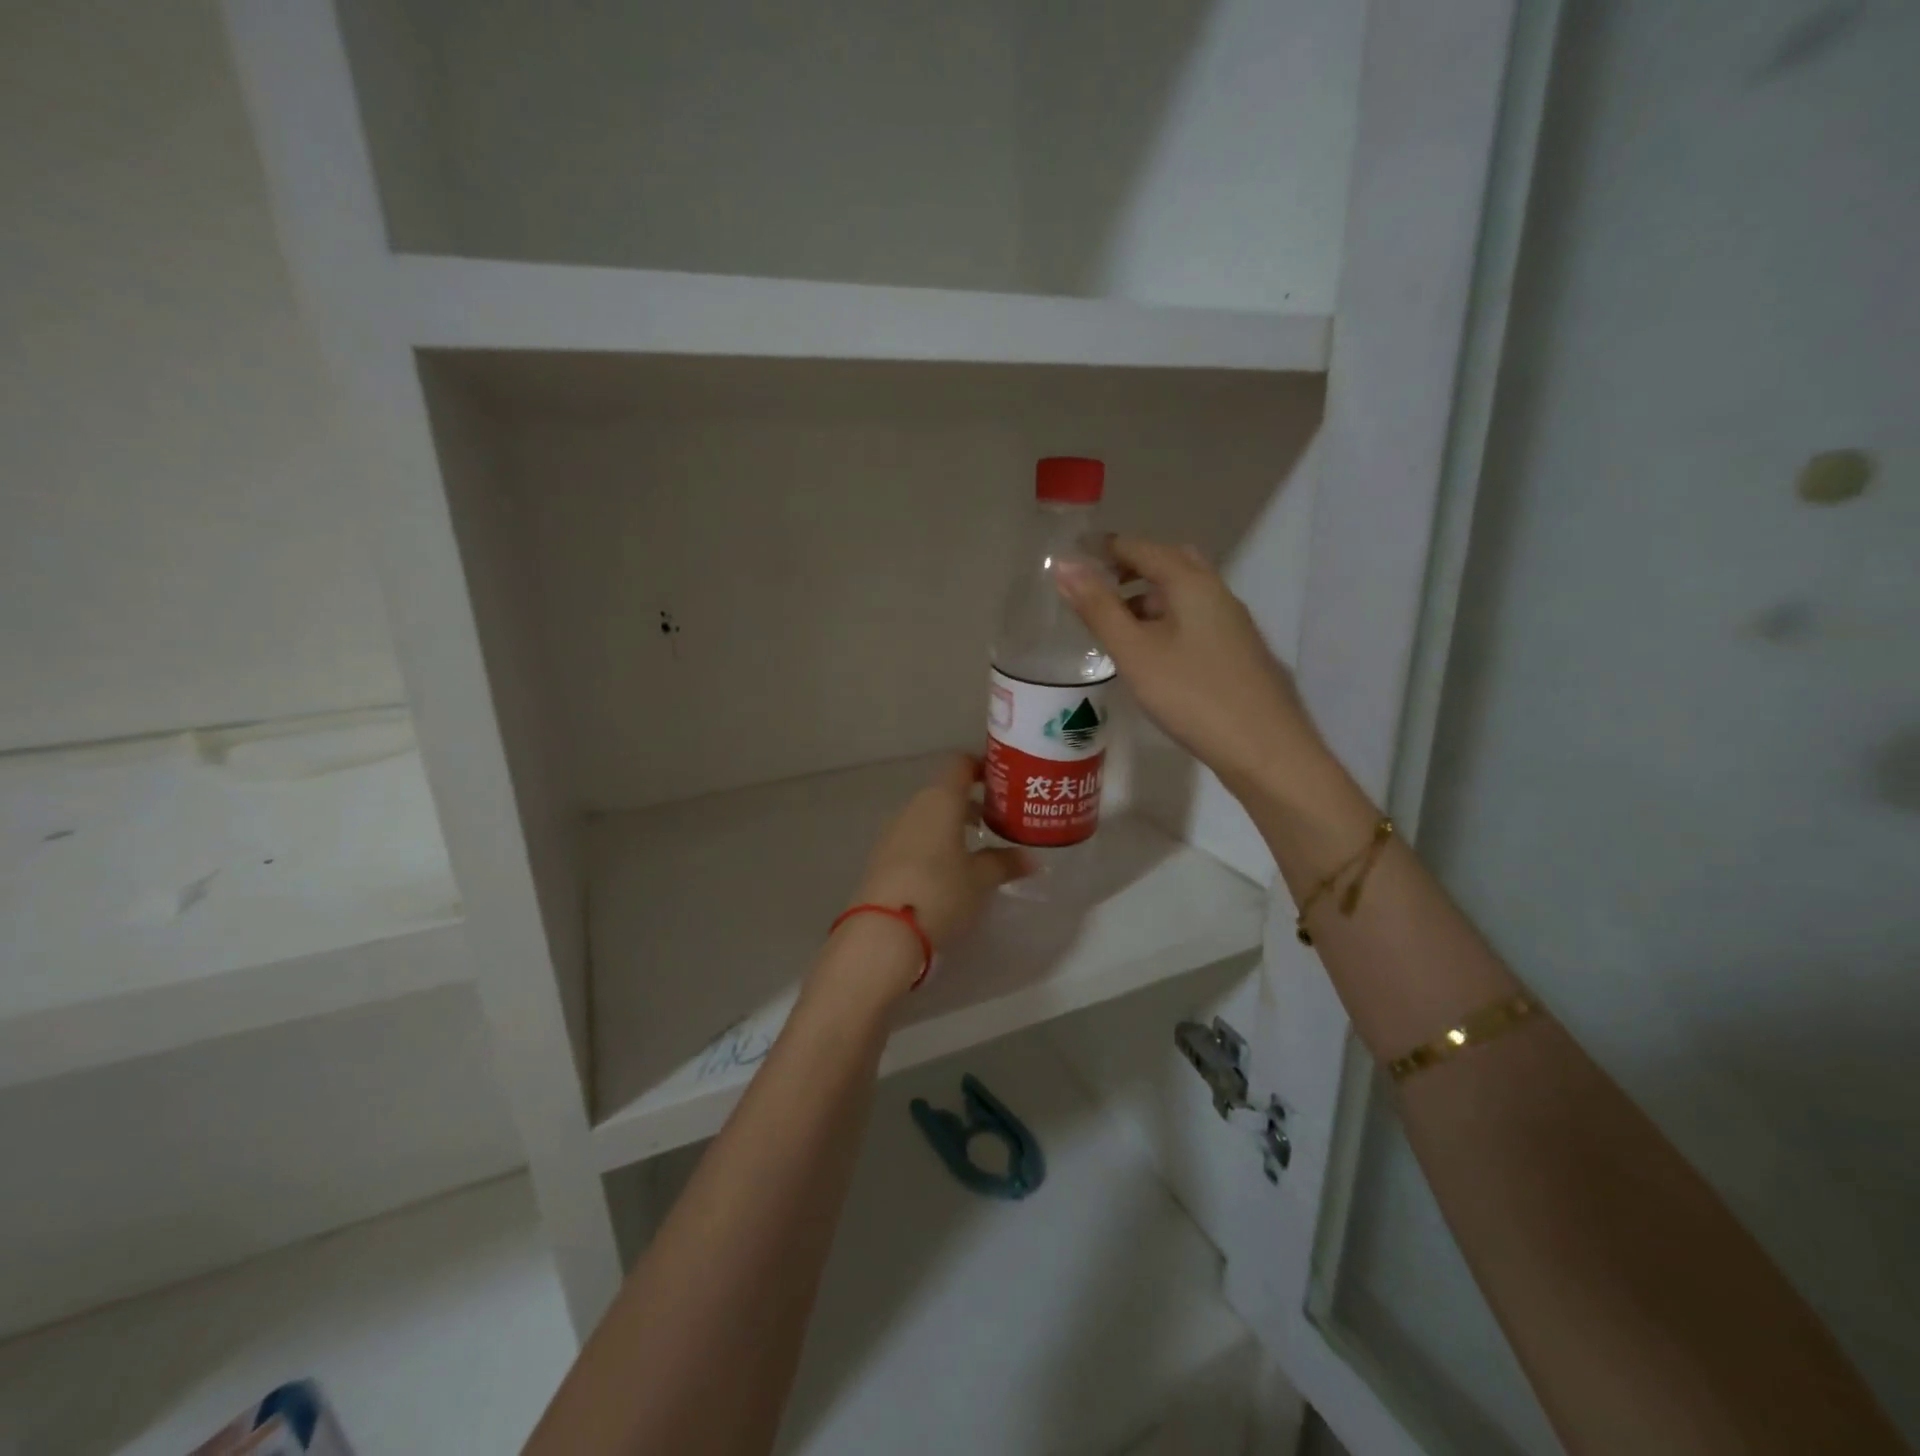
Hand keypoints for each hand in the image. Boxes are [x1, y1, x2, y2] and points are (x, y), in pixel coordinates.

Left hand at [848, 754, 1030, 950]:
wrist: (884, 930)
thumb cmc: (941, 892)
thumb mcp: (981, 880)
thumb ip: (1005, 863)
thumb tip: (1031, 859)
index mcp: (940, 800)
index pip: (960, 764)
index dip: (981, 767)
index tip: (1003, 782)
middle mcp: (913, 806)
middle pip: (944, 791)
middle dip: (970, 802)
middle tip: (997, 820)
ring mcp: (892, 830)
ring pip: (927, 815)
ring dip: (950, 824)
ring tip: (975, 847)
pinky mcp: (880, 856)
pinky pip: (912, 837)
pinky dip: (932, 842)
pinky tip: (946, 869)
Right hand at [1056, 535, 1324, 798]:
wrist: (1263, 748)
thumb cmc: (1191, 695)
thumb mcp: (1134, 651)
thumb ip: (1098, 608)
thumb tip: (1064, 565)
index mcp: (1191, 582)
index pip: (1140, 547)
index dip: (1103, 548)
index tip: (1070, 558)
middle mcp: (1216, 591)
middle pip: (1168, 562)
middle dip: (1129, 568)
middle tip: (1095, 588)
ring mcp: (1230, 622)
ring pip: (1182, 593)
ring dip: (1147, 596)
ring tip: (1113, 625)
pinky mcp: (1235, 650)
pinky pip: (1193, 618)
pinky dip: (1164, 620)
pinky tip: (1149, 653)